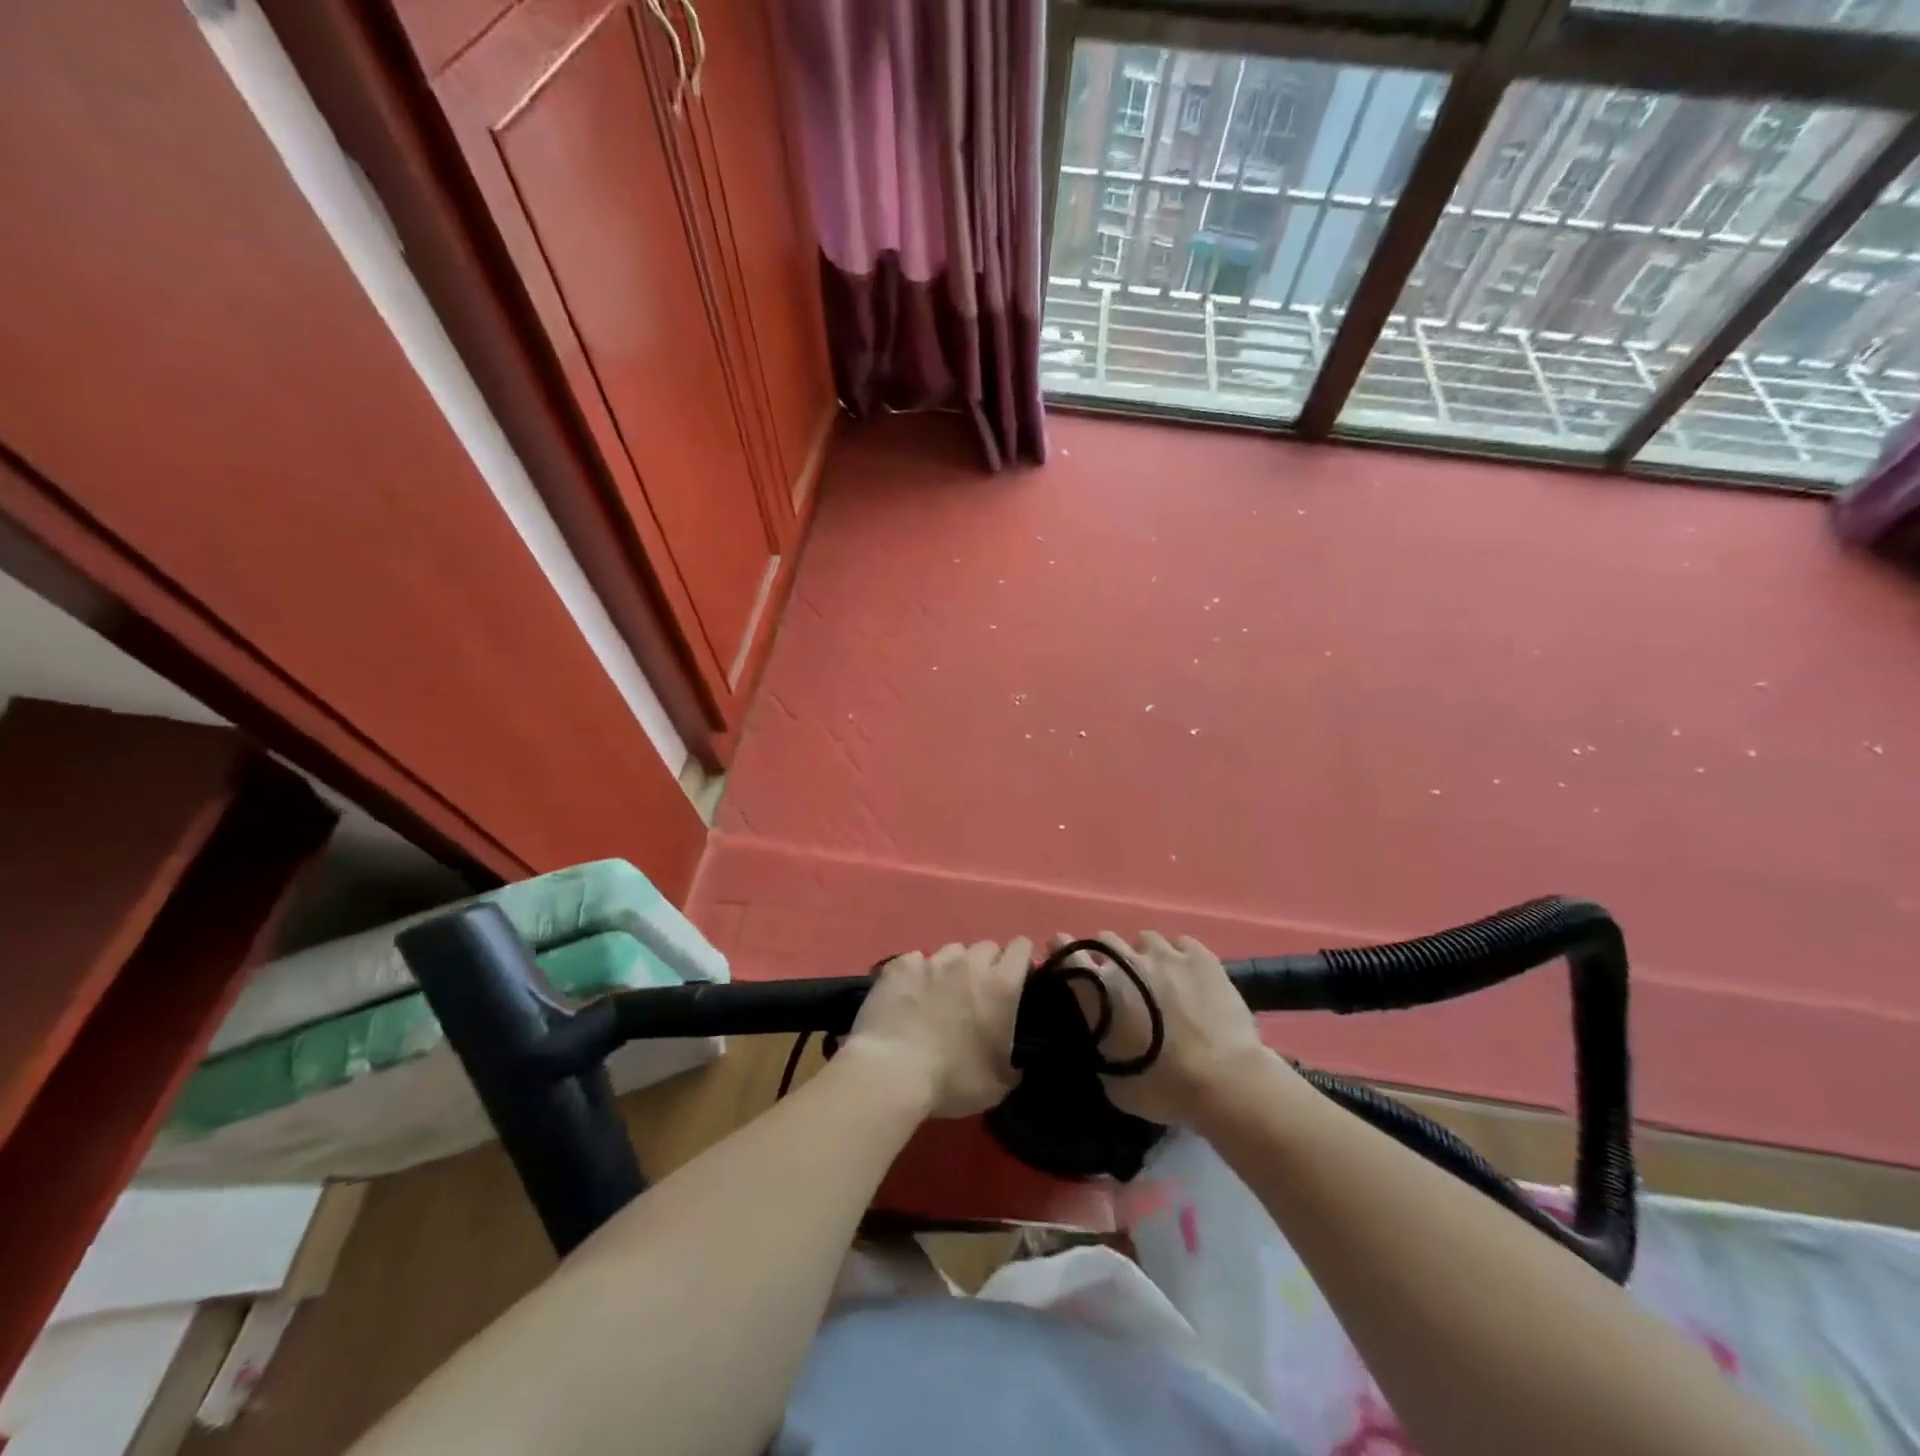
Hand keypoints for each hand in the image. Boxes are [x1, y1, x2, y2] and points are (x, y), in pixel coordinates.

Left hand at [844, 939, 1031, 1118]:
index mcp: (1000, 986)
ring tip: (941, 994)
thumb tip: (1014, 1058)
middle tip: (977, 995)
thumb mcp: (999, 1084)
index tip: (1017, 980)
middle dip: (986, 965)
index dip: (1021, 961)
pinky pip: (915, 960)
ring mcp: (931, 961)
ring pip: (951, 951)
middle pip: (986, 947)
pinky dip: (917, 974)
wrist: (891, 1072)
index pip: (1021, 948)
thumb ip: (1014, 1060)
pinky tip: (909, 995)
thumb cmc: (952, 1080)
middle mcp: (969, 965)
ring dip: (953, 968)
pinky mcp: (899, 966)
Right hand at [1051, 931, 1271, 1127]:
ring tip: (1160, 978)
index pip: (1067, 954)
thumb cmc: (1164, 1089)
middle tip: (1122, 982)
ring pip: (1145, 939)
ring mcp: (1165, 954)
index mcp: (1098, 991)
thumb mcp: (1113, 1081)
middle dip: (1109, 957)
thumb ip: (1099, 1047)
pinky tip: (1189, 976)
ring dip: (1146, 956)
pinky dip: (1180, 956)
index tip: (1065, 959)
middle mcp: (1126, 962)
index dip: (1062, 952)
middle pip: (1105, 939)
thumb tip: (1099, 1036)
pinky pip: (1181, 944)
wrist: (1225, 1082)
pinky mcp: (1200, 956)